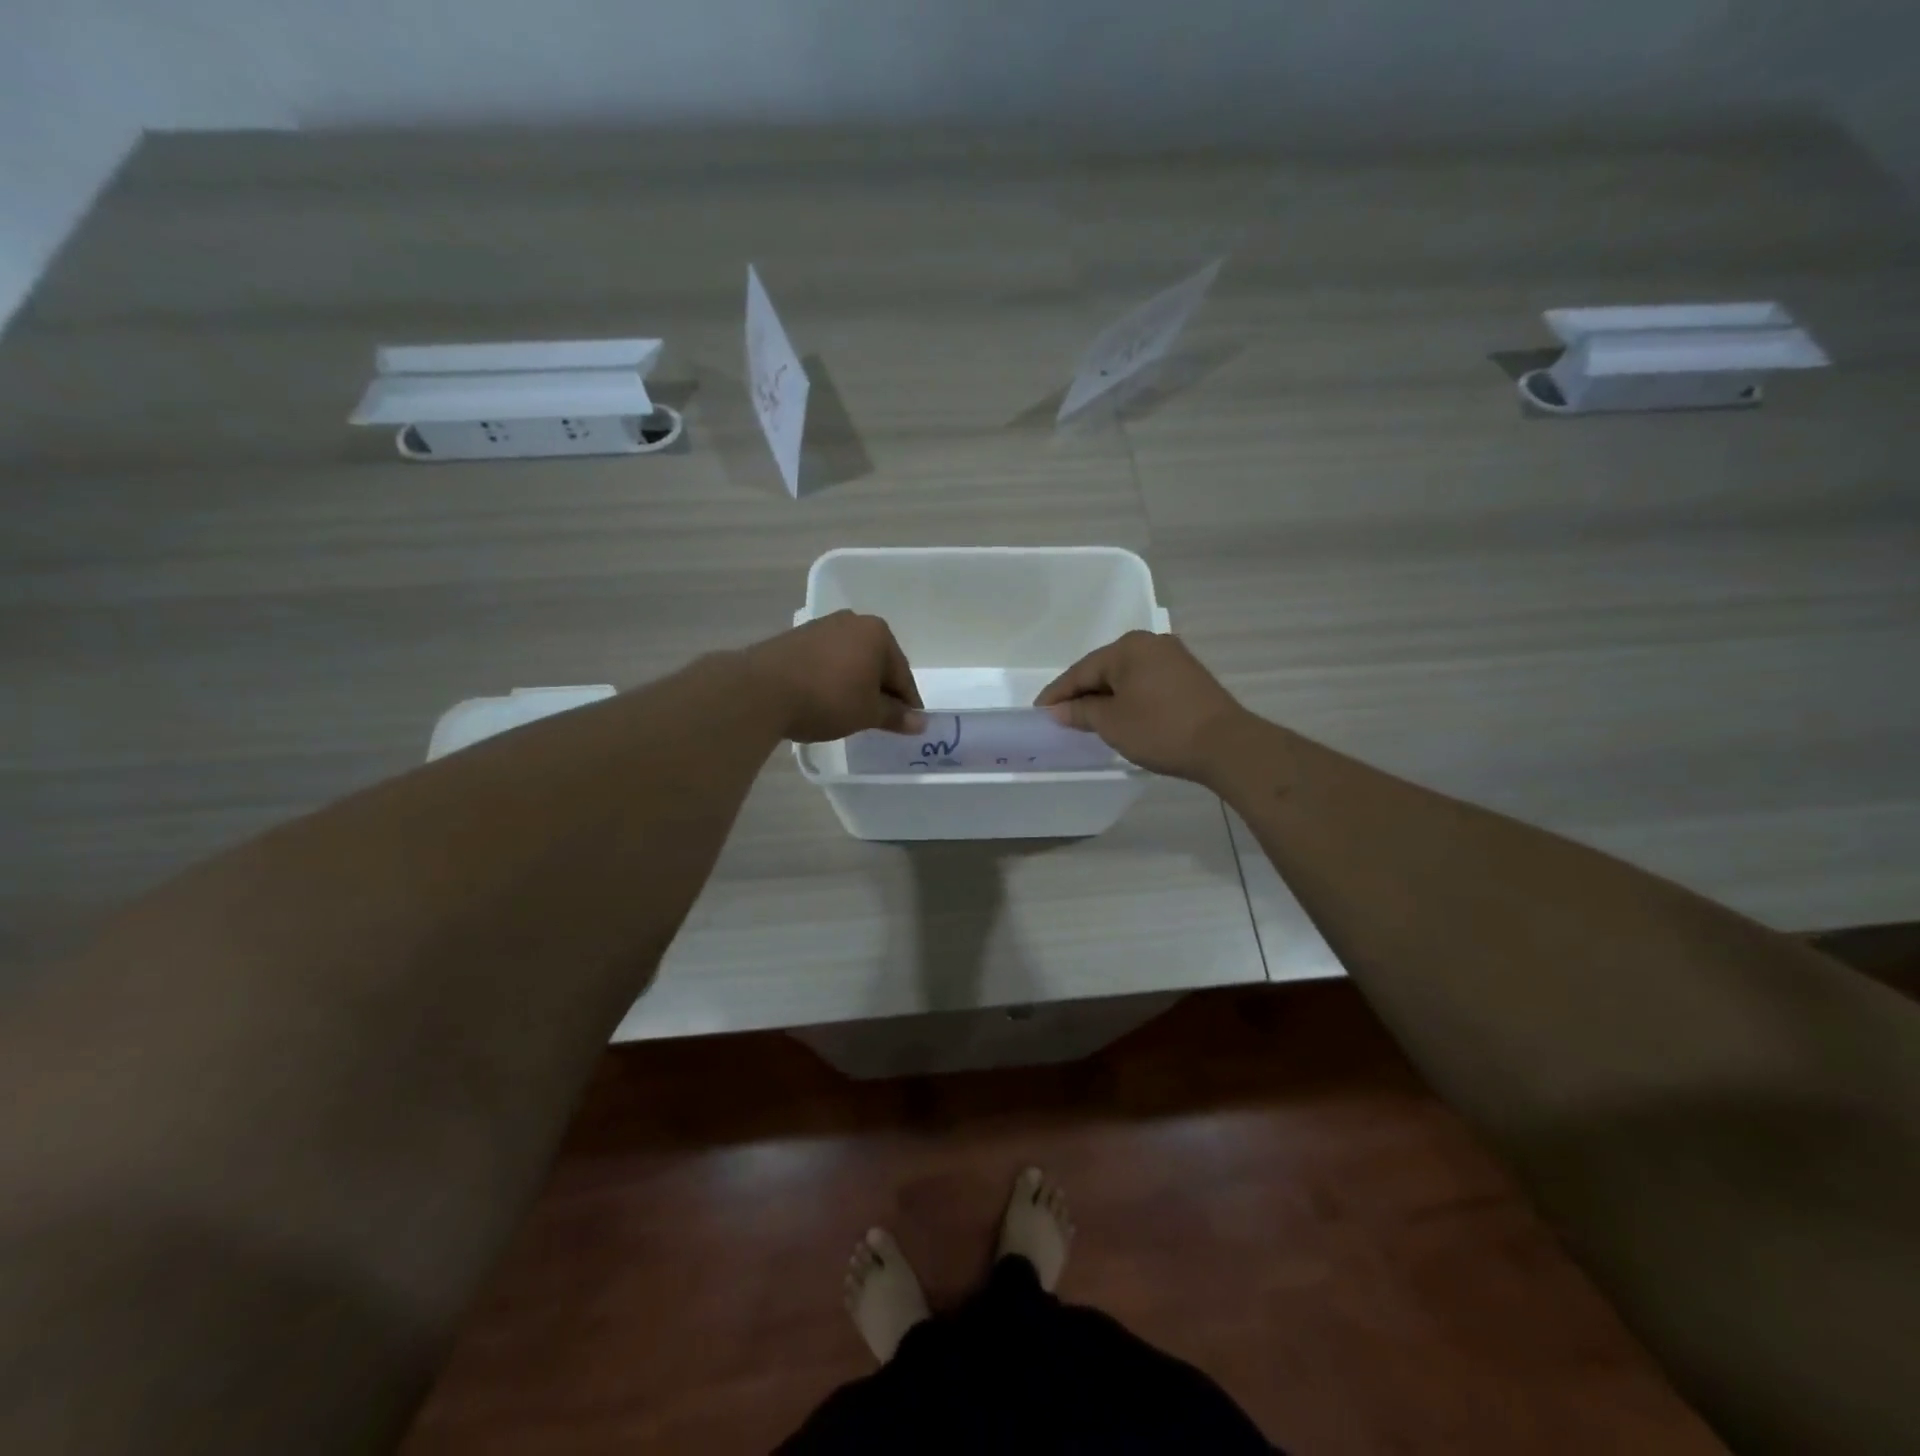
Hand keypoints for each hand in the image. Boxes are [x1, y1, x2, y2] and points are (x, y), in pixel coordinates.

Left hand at [740, 611, 923, 742]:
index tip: (909, 723)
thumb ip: (896, 716)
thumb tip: (920, 723)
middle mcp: (852, 621)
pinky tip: (825, 699)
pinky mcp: (795, 638)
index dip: (907, 702)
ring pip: (850, 660)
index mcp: (877, 633)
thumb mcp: (868, 713)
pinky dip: (832, 679)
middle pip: (876, 662)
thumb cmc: (828, 698)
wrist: (760, 691)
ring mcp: (821, 627)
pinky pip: (826, 661)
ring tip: (851, 711)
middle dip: (880, 689)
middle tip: (881, 719)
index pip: (902, 673)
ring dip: (855, 683)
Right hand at [1034, 631, 1248, 780]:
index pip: (1081, 670)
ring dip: (1105, 697)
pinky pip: (1145, 683)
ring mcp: (1173, 658)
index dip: (1058, 693)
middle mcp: (1151, 644)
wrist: (1226, 745)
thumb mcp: (1111, 723)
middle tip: (1060, 716)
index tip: (1039, 711)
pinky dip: (1128, 698)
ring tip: (1087, 719)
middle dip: (1081, 693)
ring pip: (1126, 676)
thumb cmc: (1161, 729)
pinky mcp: (1188, 676)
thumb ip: (1080, 711)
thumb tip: (1059, 709)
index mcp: (1128, 648)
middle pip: (1104, 669)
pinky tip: (1121, 715)